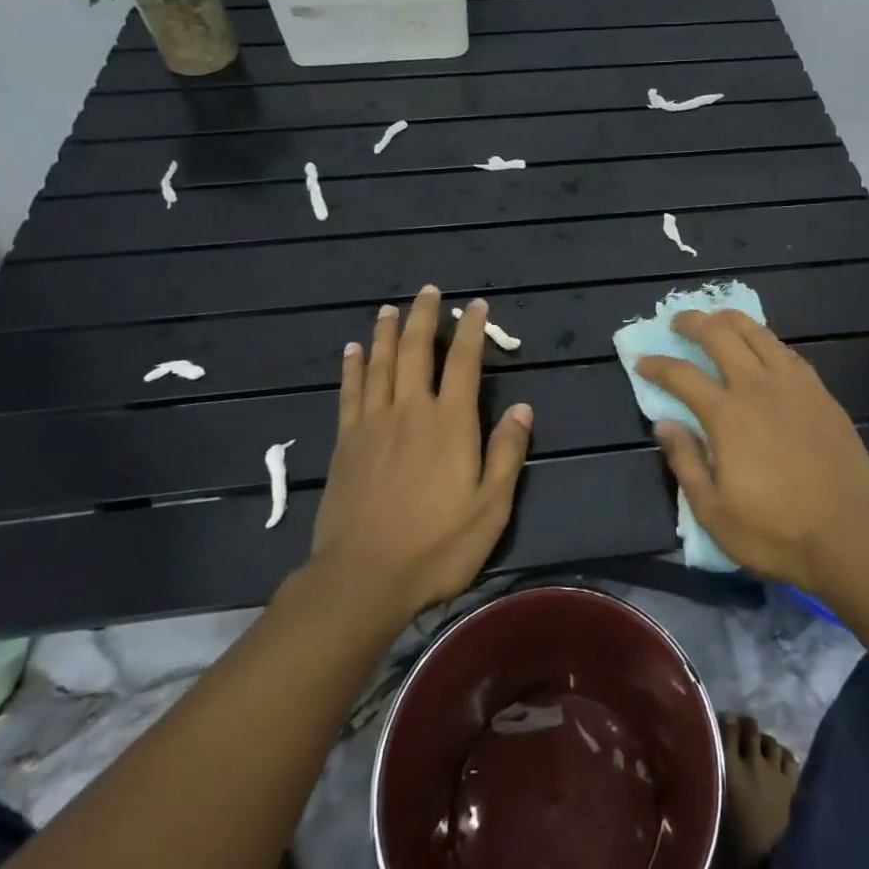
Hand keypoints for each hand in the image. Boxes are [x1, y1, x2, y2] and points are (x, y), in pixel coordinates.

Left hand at [309, 285, 532, 618]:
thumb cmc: (437, 545)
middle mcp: (411, 410)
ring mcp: (373, 423)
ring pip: (380, 363)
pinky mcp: (346, 442)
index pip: (464, 362)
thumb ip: (507, 452)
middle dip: (424, 316)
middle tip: (429, 291)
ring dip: (386, 332)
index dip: (471, 330)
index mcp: (450, 422)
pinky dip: (353, 367)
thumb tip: (522, 407)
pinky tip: (352, 351)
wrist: (363, 577)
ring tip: (389, 308)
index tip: (476, 306)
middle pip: (416, 350)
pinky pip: (350, 392)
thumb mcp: (491, 506)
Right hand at [636, 309, 868, 593]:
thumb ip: (685, 461)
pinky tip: (764, 346)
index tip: (642, 361)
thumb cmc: (774, 530)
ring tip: (717, 318)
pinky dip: (767, 341)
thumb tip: (664, 423)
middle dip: (693, 322)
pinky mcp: (821, 394)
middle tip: (678, 322)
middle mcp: (758, 388)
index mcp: (727, 415)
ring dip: (732, 320)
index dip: (657, 365)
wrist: (849, 536)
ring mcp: (794, 386)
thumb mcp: (713, 511)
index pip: (681, 375)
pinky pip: (788, 353)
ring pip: (758, 334)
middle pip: (720, 336)